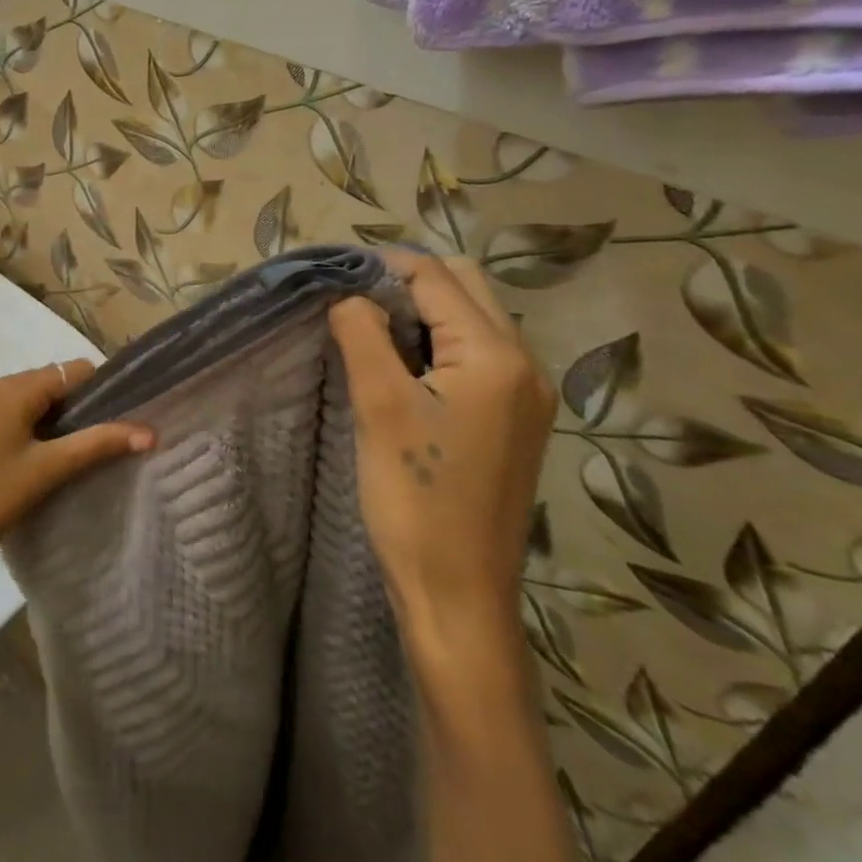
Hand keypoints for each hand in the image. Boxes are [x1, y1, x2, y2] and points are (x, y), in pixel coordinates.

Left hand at [0, 360, 152, 607]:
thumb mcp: (48, 470)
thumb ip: (97, 444)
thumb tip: (148, 432)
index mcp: (12, 387)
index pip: (72, 370)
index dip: (101, 390)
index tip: (121, 418)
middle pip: (50, 382)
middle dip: (76, 408)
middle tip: (98, 444)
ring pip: (29, 399)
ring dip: (52, 419)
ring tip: (70, 455)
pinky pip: (8, 411)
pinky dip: (29, 426)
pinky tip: (36, 458)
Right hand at [329, 251, 553, 649]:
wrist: (458, 594)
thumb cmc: (415, 498)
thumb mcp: (378, 406)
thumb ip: (363, 333)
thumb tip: (349, 294)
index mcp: (496, 355)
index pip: (436, 277)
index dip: (382, 267)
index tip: (334, 275)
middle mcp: (524, 364)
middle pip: (464, 287)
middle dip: (407, 282)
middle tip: (354, 305)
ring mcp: (526, 394)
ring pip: (472, 318)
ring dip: (423, 312)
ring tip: (371, 334)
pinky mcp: (515, 420)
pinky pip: (477, 354)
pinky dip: (438, 343)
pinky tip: (402, 369)